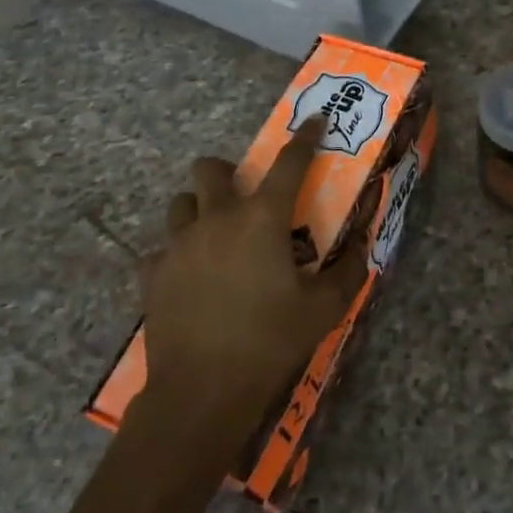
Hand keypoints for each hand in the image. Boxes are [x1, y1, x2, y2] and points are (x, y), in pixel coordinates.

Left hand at [137, 117, 367, 426]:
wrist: (202, 391)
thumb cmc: (270, 340)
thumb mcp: (324, 308)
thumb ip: (347, 270)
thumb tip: (361, 246)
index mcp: (262, 218)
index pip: (288, 162)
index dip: (305, 137)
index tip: (313, 121)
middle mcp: (216, 219)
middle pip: (210, 169)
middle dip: (227, 172)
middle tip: (245, 195)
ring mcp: (178, 245)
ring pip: (180, 204)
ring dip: (199, 209)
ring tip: (215, 234)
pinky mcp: (152, 275)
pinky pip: (161, 250)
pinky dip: (176, 255)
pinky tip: (190, 277)